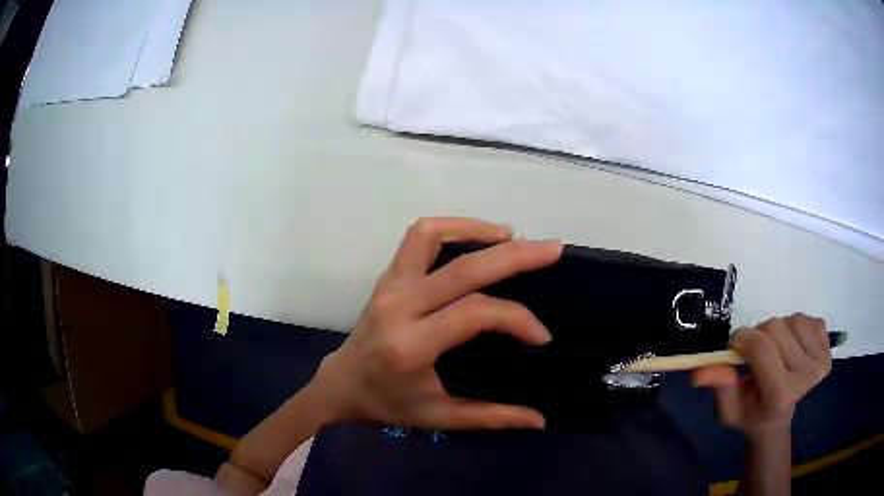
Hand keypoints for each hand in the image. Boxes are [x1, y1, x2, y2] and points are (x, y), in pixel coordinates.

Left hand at [311, 217, 561, 429]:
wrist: (341, 383)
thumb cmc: (388, 403)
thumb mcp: (439, 417)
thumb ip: (492, 417)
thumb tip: (540, 420)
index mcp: (411, 345)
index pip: (474, 313)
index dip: (516, 318)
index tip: (541, 336)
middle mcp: (399, 306)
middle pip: (462, 268)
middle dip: (514, 255)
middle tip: (551, 249)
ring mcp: (390, 284)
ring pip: (431, 235)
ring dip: (475, 229)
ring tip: (512, 236)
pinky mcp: (388, 275)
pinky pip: (418, 237)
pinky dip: (451, 227)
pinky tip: (478, 237)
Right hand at [692, 313, 831, 437]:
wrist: (778, 417)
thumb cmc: (751, 413)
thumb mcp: (729, 408)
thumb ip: (720, 386)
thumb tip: (699, 371)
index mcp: (781, 395)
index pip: (762, 347)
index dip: (742, 339)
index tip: (734, 346)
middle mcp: (806, 376)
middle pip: (776, 327)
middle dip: (759, 335)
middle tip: (756, 354)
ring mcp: (821, 360)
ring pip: (793, 318)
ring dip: (779, 330)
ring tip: (775, 350)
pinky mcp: (828, 348)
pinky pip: (809, 319)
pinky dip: (797, 328)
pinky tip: (793, 346)